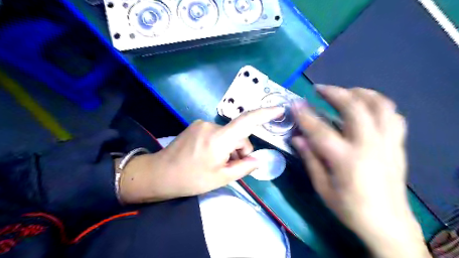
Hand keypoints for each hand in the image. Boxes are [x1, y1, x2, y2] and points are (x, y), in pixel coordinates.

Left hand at [118, 106, 283, 203]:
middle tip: (232, 167)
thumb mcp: (220, 178)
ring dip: (229, 148)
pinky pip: (217, 133)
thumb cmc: (190, 179)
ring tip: (218, 164)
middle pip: (238, 134)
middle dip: (240, 150)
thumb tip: (257, 160)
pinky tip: (210, 156)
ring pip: (227, 134)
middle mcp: (211, 125)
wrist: (159, 174)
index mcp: (219, 139)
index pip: (246, 121)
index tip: (279, 109)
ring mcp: (202, 124)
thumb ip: (243, 168)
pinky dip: (220, 144)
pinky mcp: (196, 126)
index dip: (265, 114)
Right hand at [292, 86, 428, 257]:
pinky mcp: (398, 145)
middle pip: (354, 108)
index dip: (305, 115)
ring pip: (380, 106)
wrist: (388, 223)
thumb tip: (297, 138)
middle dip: (334, 93)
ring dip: (360, 93)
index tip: (294, 103)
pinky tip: (366, 107)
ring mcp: (388, 143)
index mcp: (347, 160)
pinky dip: (379, 105)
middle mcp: (370, 146)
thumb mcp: (322, 188)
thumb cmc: (350, 208)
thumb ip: (310, 159)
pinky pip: (394, 116)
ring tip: (345, 92)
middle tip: (320, 89)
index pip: (320, 130)